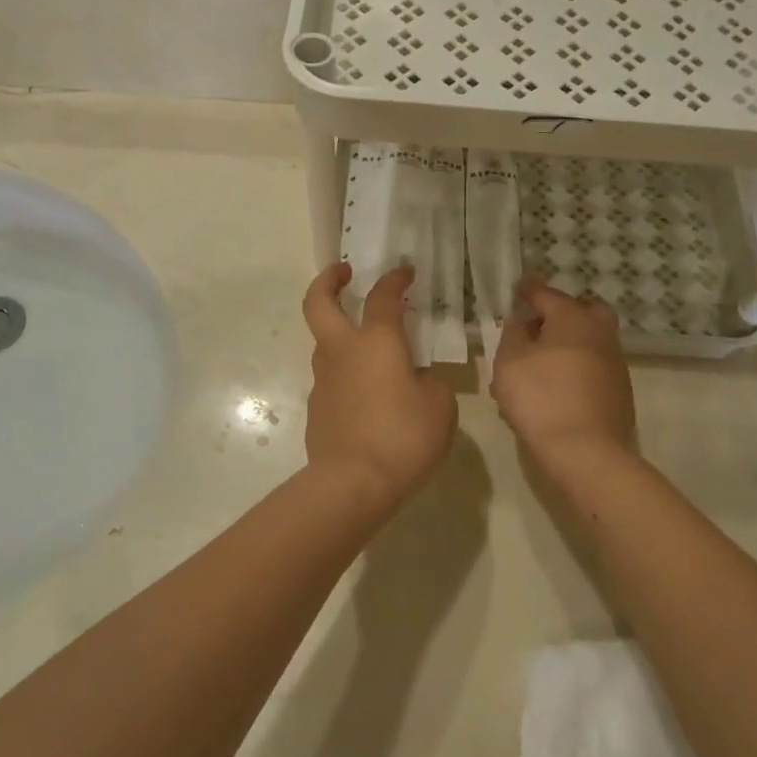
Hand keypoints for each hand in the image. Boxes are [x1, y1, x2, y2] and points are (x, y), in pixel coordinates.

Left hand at [302, 263, 457, 508]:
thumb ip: (430, 382)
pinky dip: (347, 374)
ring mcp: (323, 380)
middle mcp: (343, 352)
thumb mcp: (440, 406)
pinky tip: (369, 395)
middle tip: (344, 271)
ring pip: (324, 342)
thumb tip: (417, 378)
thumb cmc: (403, 438)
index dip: (395, 279)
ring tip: (372, 347)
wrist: (351, 484)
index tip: (405, 272)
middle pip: (319, 303)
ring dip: (340, 332)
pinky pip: (331, 379)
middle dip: (328, 280)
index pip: (383, 297)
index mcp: (377, 342)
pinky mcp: (316, 408)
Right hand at [491, 279, 637, 476]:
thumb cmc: (541, 398)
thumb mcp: (509, 362)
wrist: (586, 453)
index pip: (546, 294)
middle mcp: (600, 333)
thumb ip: (513, 335)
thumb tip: (522, 322)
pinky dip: (574, 368)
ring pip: (588, 341)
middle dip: (562, 312)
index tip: (518, 287)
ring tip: (536, 365)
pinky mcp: (619, 392)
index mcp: (573, 318)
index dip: (528, 290)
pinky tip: (553, 388)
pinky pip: (592, 367)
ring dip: (566, 344)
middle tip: (538, 324)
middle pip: (583, 311)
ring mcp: (614, 364)